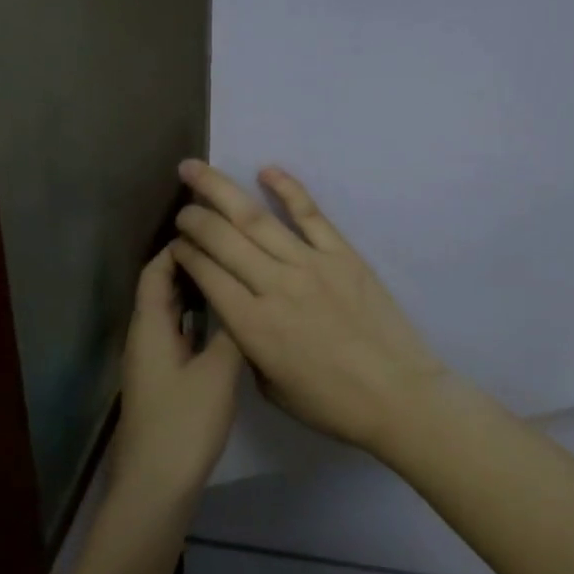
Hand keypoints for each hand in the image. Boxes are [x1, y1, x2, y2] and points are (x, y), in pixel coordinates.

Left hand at [106, 246, 243, 507]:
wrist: (157, 484)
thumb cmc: (184, 424)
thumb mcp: (218, 373)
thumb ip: (233, 332)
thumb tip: (247, 298)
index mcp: (150, 328)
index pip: (156, 271)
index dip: (180, 247)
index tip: (214, 231)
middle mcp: (144, 338)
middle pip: (161, 290)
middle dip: (190, 266)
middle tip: (232, 251)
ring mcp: (152, 362)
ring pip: (171, 315)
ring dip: (196, 294)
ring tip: (236, 278)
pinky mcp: (163, 382)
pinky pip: (179, 337)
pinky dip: (198, 322)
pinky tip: (227, 325)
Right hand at [171, 160, 450, 456]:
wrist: (397, 395)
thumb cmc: (330, 403)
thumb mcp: (270, 387)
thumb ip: (247, 345)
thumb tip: (239, 314)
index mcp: (251, 326)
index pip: (206, 274)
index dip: (185, 253)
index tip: (176, 244)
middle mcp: (274, 286)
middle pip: (222, 239)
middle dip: (194, 218)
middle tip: (181, 207)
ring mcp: (310, 265)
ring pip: (256, 219)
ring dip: (221, 190)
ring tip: (196, 170)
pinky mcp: (343, 255)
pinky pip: (310, 214)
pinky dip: (287, 188)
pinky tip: (266, 170)